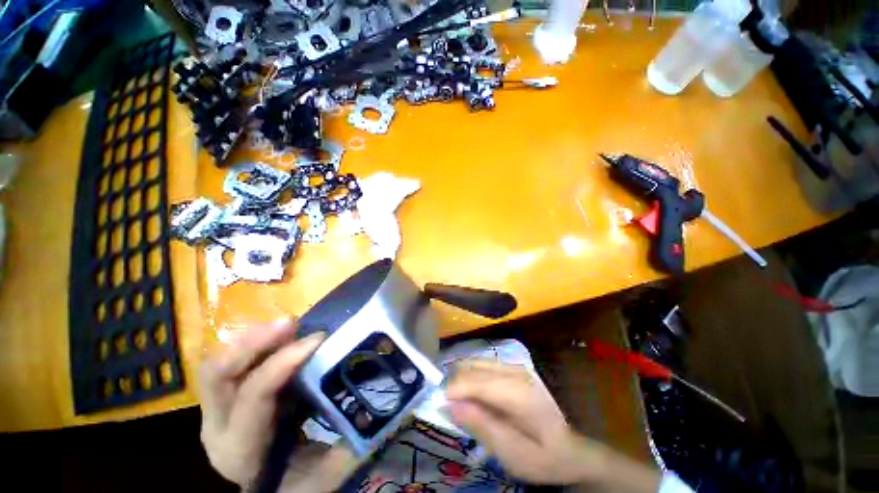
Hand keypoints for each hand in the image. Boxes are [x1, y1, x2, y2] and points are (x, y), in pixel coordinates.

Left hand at [198, 321, 357, 491]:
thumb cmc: (293, 486)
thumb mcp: (322, 476)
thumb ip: (349, 447)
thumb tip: (384, 412)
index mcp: (241, 449)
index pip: (254, 396)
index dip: (283, 363)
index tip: (317, 339)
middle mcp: (218, 427)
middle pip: (217, 374)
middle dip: (254, 341)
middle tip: (292, 322)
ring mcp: (217, 411)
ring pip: (221, 363)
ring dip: (254, 338)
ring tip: (289, 323)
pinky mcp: (228, 400)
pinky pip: (234, 364)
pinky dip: (256, 345)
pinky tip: (281, 336)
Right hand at [445, 360, 601, 484]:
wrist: (568, 448)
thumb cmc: (542, 457)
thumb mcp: (511, 453)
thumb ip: (480, 426)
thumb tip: (449, 404)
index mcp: (518, 392)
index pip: (476, 380)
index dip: (453, 390)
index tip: (440, 406)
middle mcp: (514, 370)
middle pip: (472, 366)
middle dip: (454, 384)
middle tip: (448, 409)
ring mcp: (513, 365)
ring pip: (474, 362)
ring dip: (461, 379)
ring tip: (459, 403)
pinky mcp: (511, 367)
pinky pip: (481, 365)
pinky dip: (469, 377)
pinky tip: (472, 396)